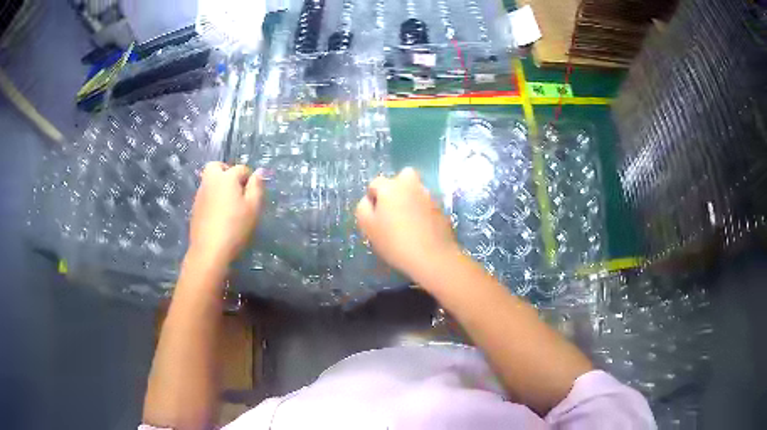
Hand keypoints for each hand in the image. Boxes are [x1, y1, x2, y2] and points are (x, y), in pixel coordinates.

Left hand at [188, 162, 263, 265]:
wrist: (209, 250)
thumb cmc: (235, 228)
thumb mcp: (253, 208)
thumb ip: (257, 187)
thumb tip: (259, 171)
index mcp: (226, 178)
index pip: (241, 168)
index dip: (250, 178)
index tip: (253, 194)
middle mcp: (210, 181)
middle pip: (216, 166)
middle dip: (227, 171)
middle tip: (236, 188)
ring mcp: (200, 194)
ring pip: (209, 180)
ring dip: (219, 185)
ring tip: (229, 204)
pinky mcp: (195, 207)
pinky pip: (205, 194)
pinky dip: (212, 197)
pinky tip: (219, 214)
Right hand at [356, 167, 460, 281]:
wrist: (432, 257)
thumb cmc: (395, 242)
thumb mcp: (368, 227)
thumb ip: (363, 208)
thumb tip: (368, 200)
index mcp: (391, 187)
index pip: (376, 183)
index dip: (372, 198)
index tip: (375, 216)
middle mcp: (411, 184)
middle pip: (402, 177)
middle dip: (396, 189)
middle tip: (392, 210)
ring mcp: (429, 196)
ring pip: (416, 190)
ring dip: (410, 199)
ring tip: (407, 222)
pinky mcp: (441, 208)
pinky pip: (426, 204)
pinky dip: (422, 211)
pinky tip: (420, 229)